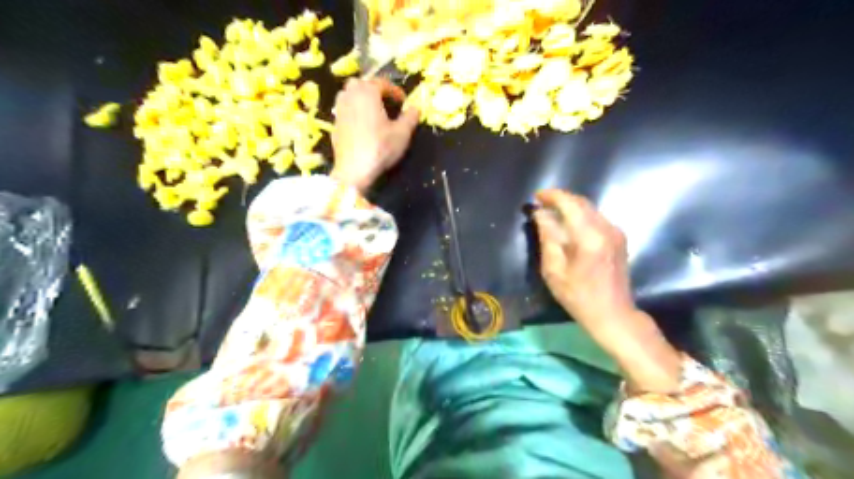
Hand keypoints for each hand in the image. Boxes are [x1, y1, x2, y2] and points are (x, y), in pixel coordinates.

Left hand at [330, 76, 418, 190]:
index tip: (404, 102)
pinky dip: (355, 111)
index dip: (396, 91)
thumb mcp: (402, 133)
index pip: (383, 83)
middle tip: (388, 103)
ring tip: (374, 111)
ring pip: (351, 94)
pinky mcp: (334, 123)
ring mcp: (339, 108)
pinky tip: (363, 124)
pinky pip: (346, 109)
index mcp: (367, 92)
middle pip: (363, 84)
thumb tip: (416, 108)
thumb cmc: (380, 148)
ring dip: (363, 98)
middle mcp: (350, 95)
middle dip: (376, 90)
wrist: (354, 169)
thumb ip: (410, 117)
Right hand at [531, 189, 681, 390]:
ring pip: (590, 209)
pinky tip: (568, 226)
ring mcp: (616, 232)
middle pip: (581, 202)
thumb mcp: (554, 270)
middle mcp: (606, 228)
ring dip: (570, 207)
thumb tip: (540, 214)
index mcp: (589, 237)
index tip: (536, 197)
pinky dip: (580, 216)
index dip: (552, 196)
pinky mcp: (619, 238)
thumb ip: (548, 237)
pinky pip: (596, 218)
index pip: (570, 204)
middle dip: (560, 199)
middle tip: (541, 204)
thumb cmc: (578, 296)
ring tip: (552, 214)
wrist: (613, 314)